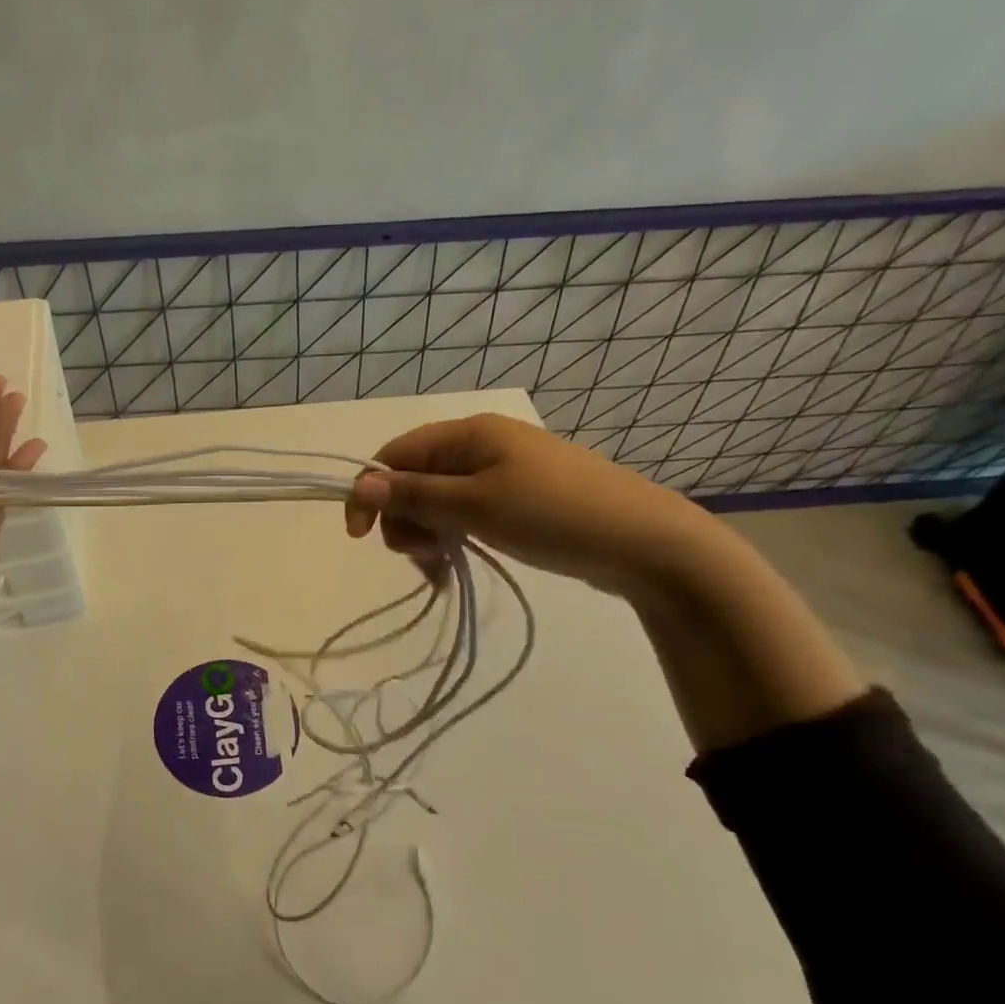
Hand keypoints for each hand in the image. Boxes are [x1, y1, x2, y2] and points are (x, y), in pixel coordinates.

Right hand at [343, 412, 711, 596]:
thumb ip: (414, 495)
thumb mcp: (475, 505)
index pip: (395, 454)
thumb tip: (361, 484)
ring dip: (428, 535)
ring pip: (439, 501)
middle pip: (415, 479)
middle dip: (405, 520)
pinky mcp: (519, 500)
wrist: (645, 543)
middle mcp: (481, 445)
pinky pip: (467, 514)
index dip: (370, 491)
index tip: (359, 537)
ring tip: (444, 570)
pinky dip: (454, 538)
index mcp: (468, 433)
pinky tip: (457, 567)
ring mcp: (503, 473)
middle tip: (424, 558)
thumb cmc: (553, 515)